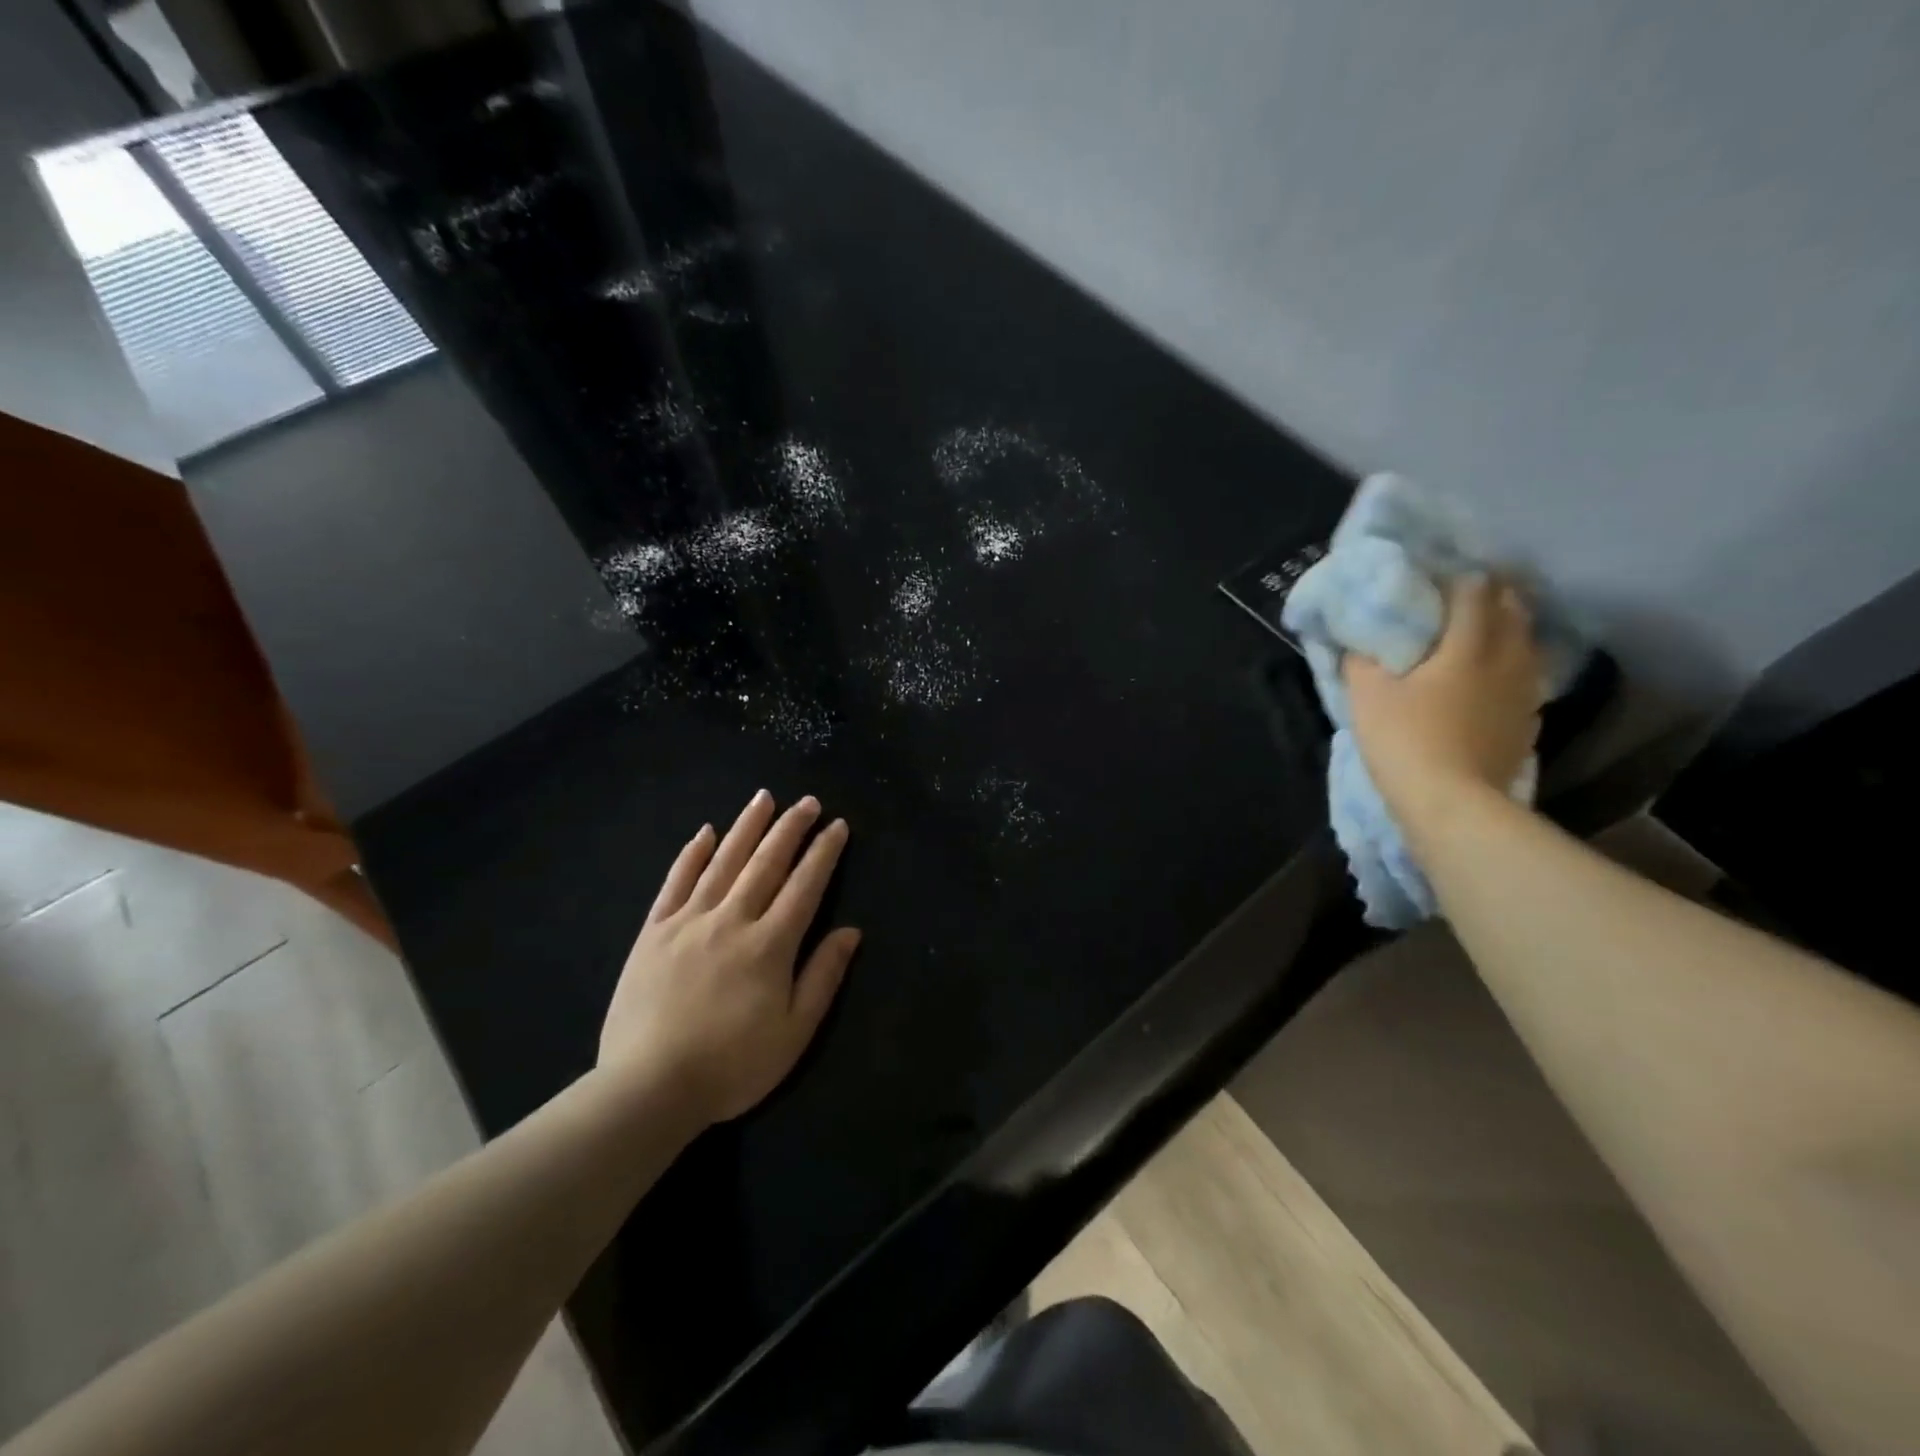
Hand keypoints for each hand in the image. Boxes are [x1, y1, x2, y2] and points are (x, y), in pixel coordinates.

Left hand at [598, 790, 860, 1125]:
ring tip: (764, 798)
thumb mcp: (795, 1032)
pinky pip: (675, 883)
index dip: (824, 852)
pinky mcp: (653, 932)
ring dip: (747, 827)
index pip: (805, 885)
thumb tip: (851, 931)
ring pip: (724, 862)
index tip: (837, 825)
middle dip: (790, 828)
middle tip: (807, 801)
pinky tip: (705, 833)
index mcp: (770, 944)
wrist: (648, 1087)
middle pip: (766, 863)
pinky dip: (692, 855)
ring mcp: (688, 922)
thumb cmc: (732, 1065)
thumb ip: (823, 976)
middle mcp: (732, 920)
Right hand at [1344, 574, 1543, 830]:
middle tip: (1462, 595)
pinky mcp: (1527, 722)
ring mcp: (1524, 693)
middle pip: (1512, 610)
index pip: (1475, 591)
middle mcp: (1507, 659)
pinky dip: (1510, 666)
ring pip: (1525, 644)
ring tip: (1480, 631)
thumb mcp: (1366, 696)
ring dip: (1506, 629)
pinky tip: (1491, 678)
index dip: (1457, 577)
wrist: (1452, 805)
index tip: (1437, 573)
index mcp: (1468, 645)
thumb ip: (1361, 659)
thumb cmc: (1405, 741)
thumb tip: (1359, 639)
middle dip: (1491, 595)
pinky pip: (1524, 677)